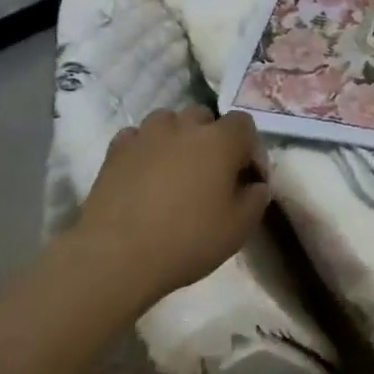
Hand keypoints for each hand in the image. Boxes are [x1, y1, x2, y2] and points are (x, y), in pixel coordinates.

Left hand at [71, 107, 270, 310]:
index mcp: (221, 140)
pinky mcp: (116, 151)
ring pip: (168, 121)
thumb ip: (256, 199)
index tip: (247, 177)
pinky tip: (143, 174)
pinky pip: (137, 138)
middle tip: (210, 173)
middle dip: (211, 138)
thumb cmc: (188, 240)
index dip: (249, 148)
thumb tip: (257, 185)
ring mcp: (147, 135)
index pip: (244, 124)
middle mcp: (185, 126)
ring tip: (174, 169)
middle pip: (205, 117)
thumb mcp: (239, 228)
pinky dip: (144, 149)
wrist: (117, 256)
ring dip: (176, 138)